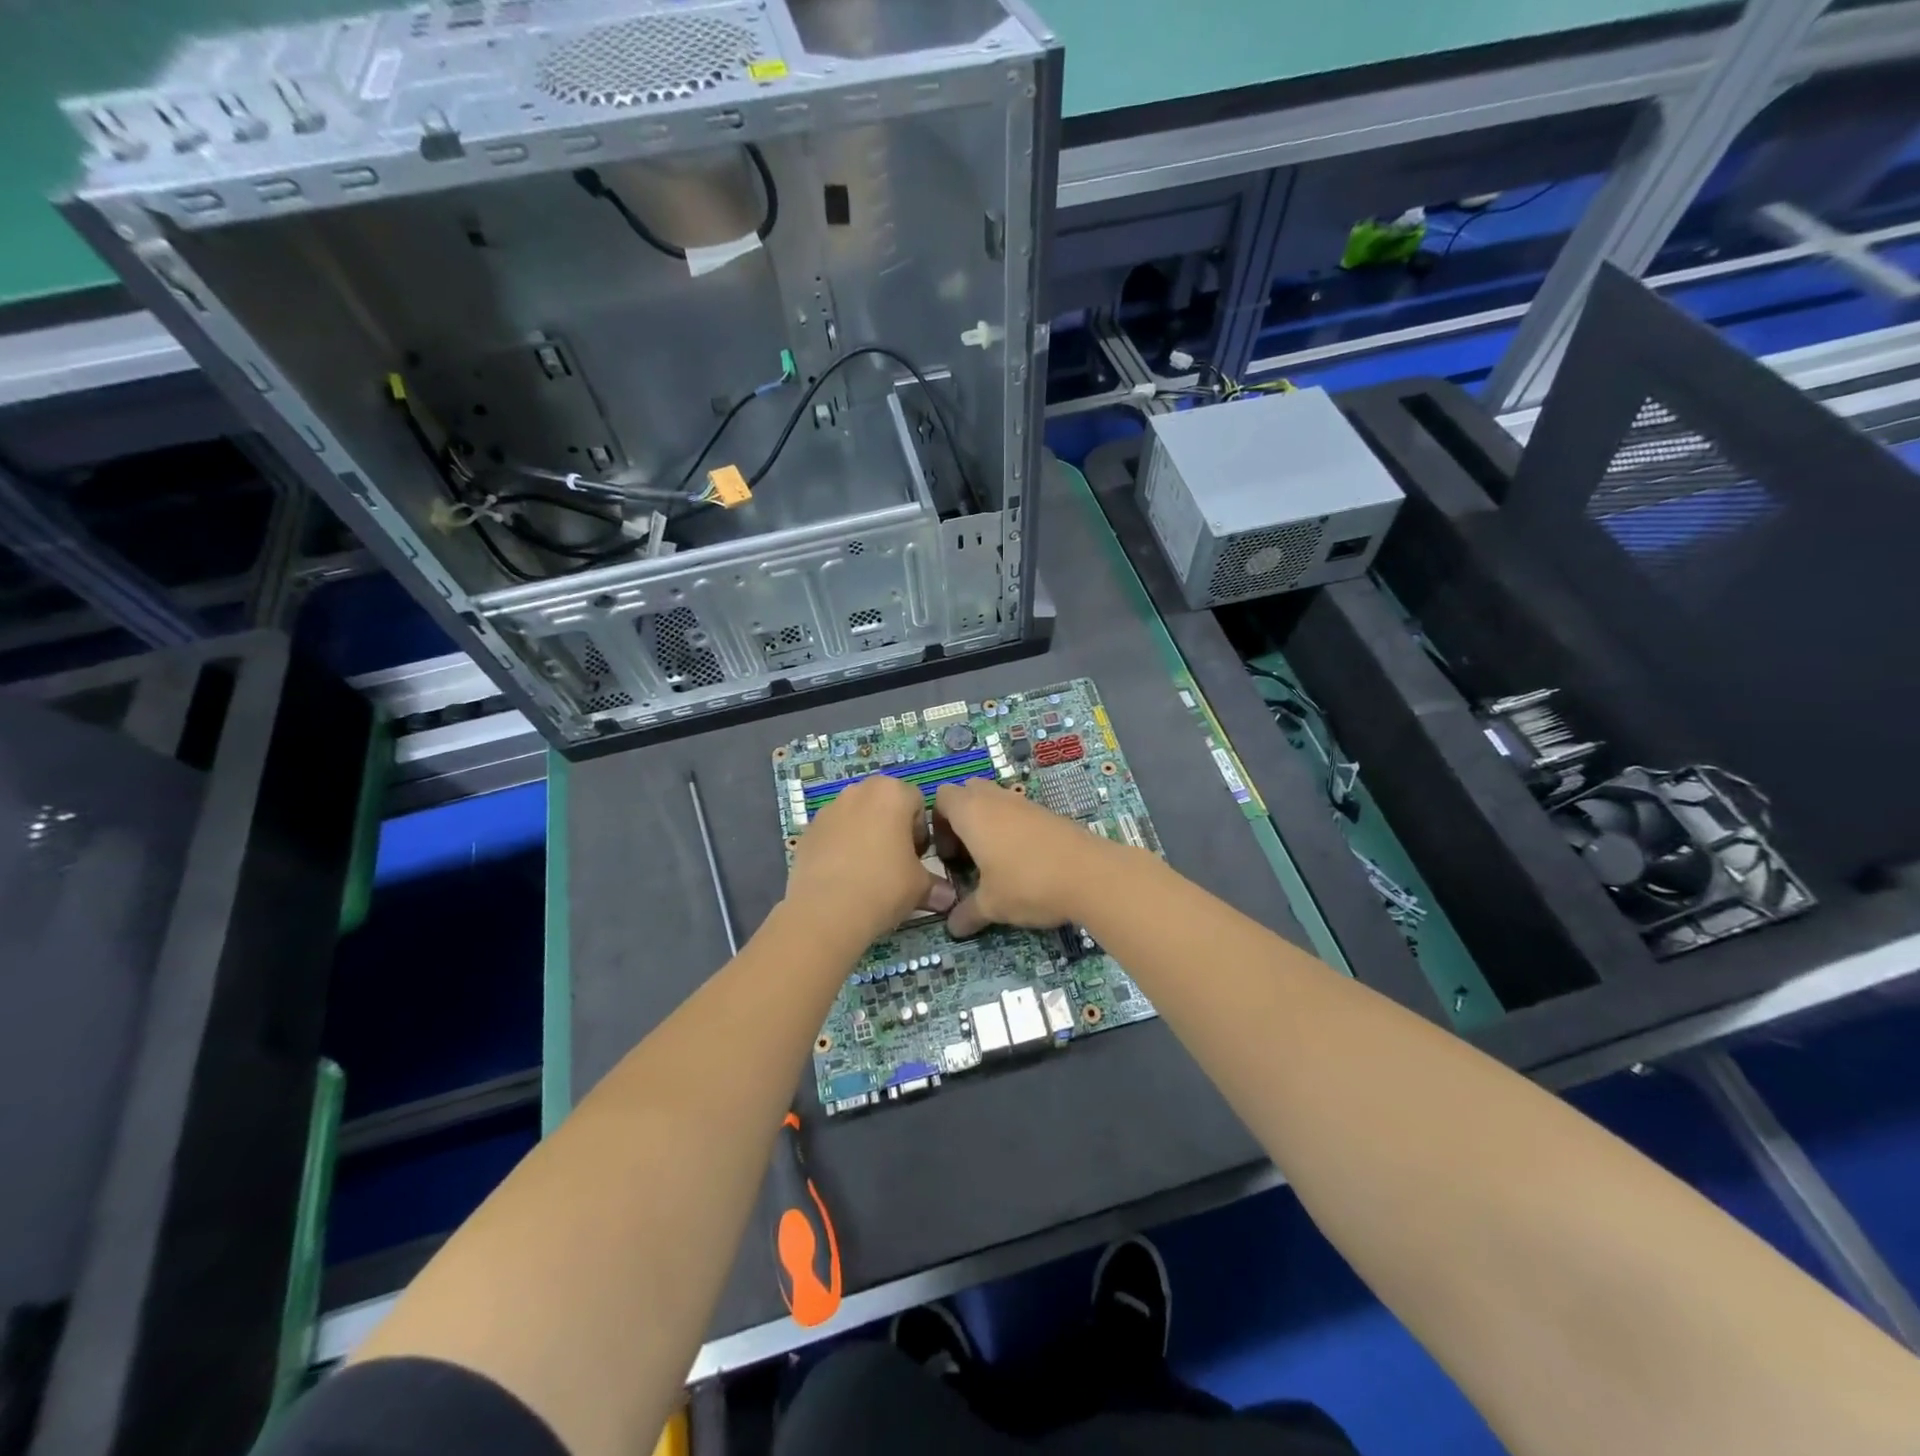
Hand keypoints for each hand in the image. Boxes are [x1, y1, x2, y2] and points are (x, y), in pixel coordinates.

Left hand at [785, 775, 955, 941]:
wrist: (826, 911)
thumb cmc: (884, 886)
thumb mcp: (920, 887)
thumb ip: (935, 884)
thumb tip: (948, 897)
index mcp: (892, 793)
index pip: (917, 803)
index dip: (921, 831)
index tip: (917, 858)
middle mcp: (859, 791)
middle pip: (884, 804)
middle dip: (892, 828)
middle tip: (895, 862)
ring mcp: (829, 809)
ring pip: (857, 817)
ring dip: (865, 835)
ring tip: (867, 872)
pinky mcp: (808, 831)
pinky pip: (833, 834)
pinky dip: (840, 848)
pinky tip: (843, 877)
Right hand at [933, 780, 1119, 937]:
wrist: (1091, 875)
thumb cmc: (1028, 883)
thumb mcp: (991, 905)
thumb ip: (967, 913)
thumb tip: (952, 928)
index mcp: (972, 812)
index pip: (941, 798)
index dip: (937, 824)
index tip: (948, 856)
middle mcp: (996, 799)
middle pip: (968, 792)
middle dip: (961, 818)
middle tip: (967, 854)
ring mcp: (1025, 803)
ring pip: (996, 801)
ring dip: (988, 824)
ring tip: (994, 861)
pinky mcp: (1048, 813)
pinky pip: (1019, 812)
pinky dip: (1013, 829)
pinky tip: (1022, 862)